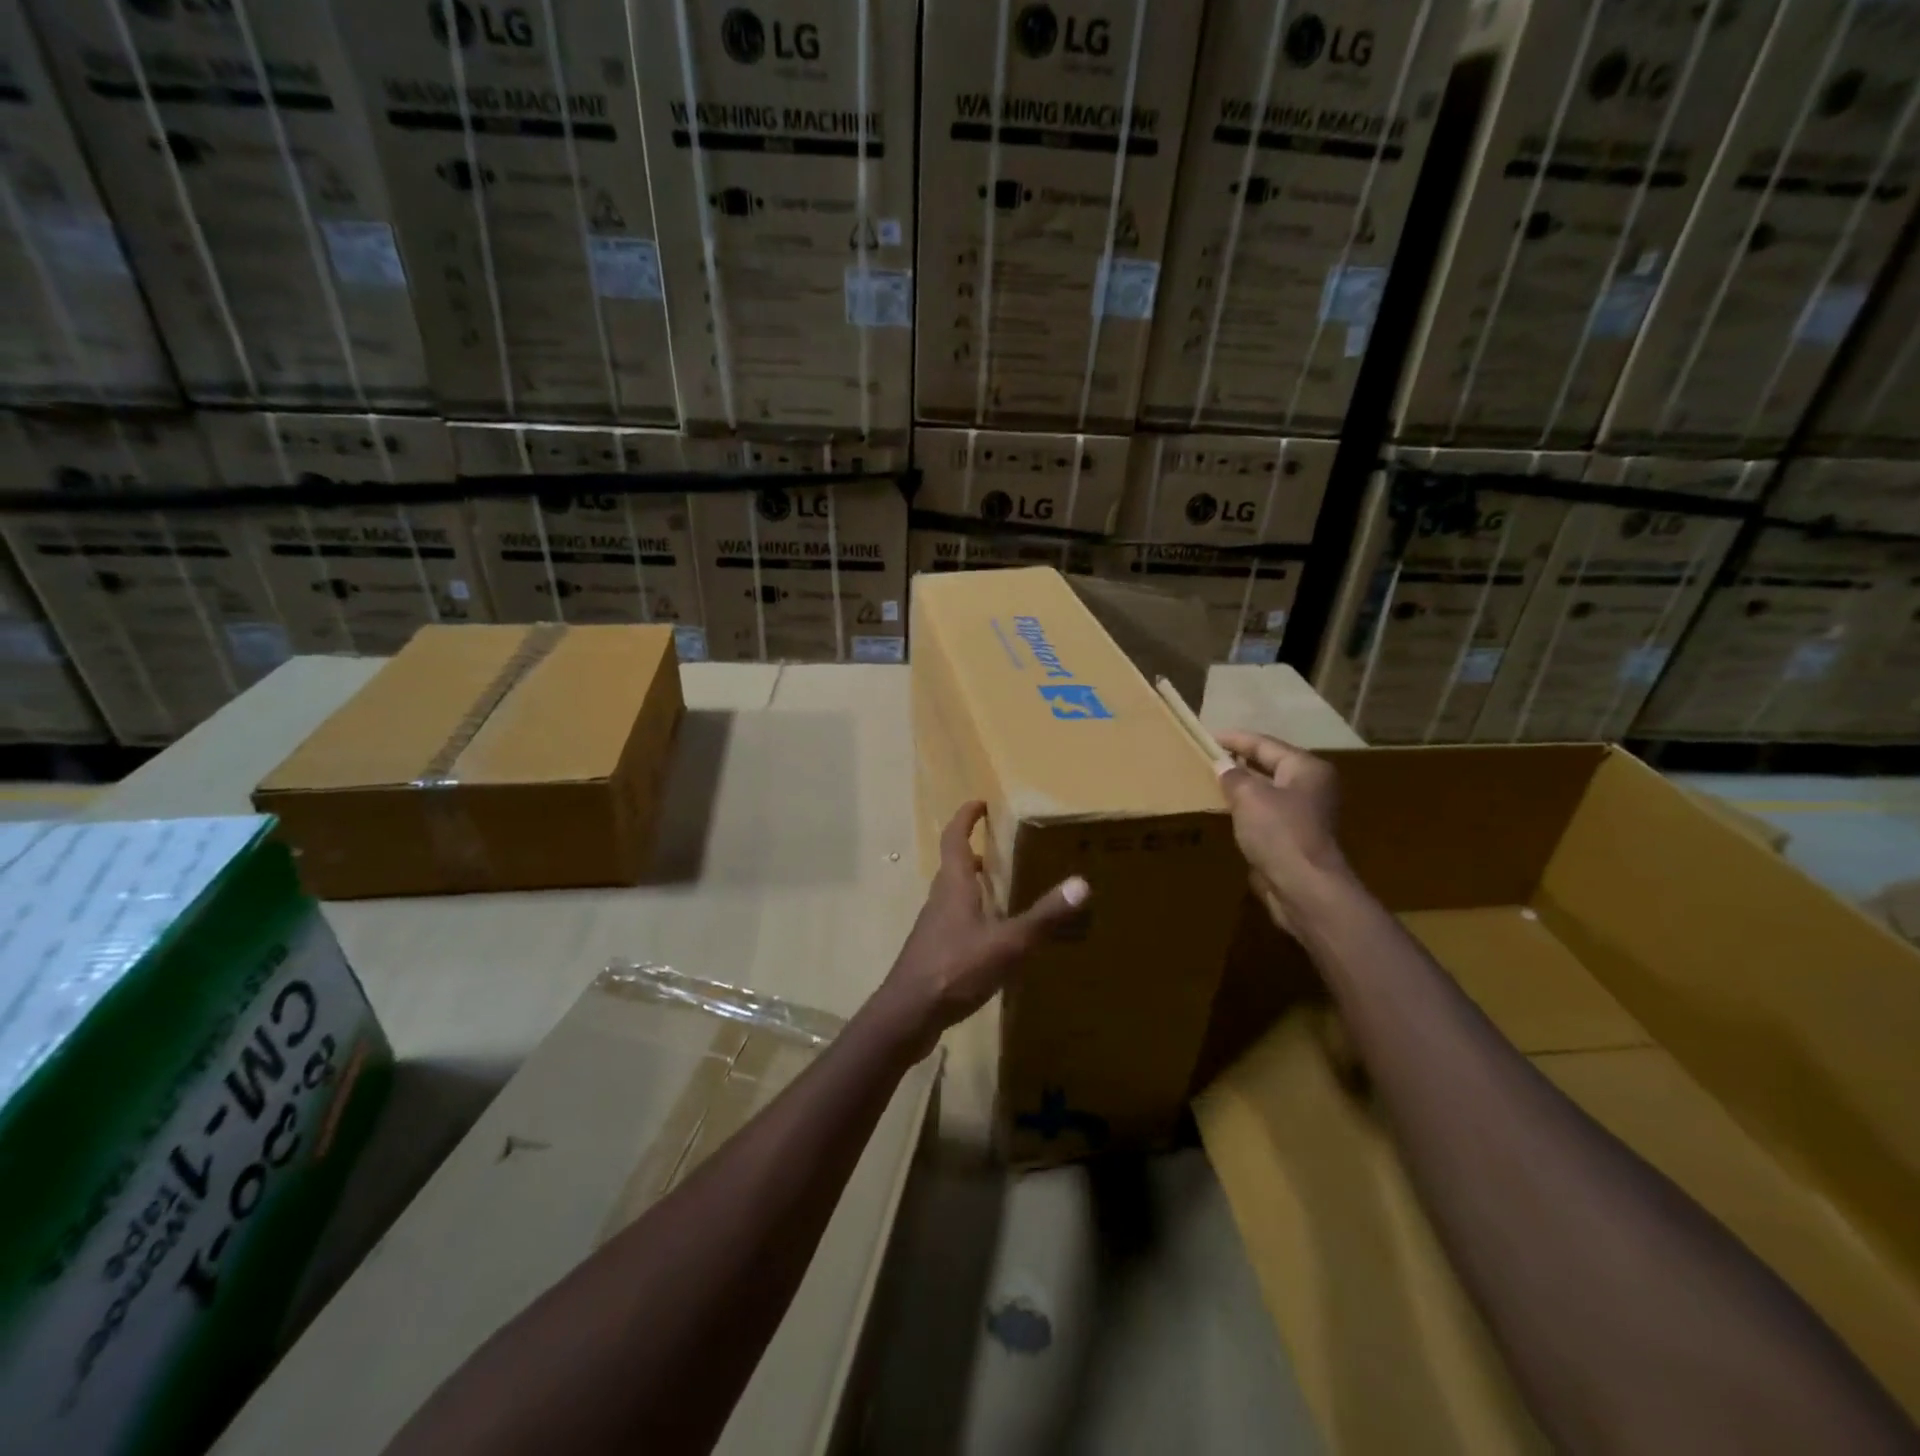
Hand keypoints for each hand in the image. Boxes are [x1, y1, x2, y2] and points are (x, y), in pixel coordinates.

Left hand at [874, 801, 1088, 1058]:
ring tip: (1000, 889)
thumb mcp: (1007, 943)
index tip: (979, 803)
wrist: (908, 1014)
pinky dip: (972, 915)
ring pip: (953, 895)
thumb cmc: (955, 969)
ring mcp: (933, 927)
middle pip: (953, 865)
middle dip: (973, 851)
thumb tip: (1081, 883)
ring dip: (972, 884)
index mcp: (954, 886)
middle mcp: (940, 899)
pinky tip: (991, 938)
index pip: (954, 839)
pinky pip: (954, 921)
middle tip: (998, 847)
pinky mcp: (932, 952)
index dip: (965, 818)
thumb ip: (1043, 916)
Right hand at [1215, 731, 1350, 926]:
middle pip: (1268, 765)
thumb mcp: (1249, 796)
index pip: (1264, 744)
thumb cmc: (1279, 832)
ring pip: (1266, 791)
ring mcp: (1304, 814)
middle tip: (1206, 757)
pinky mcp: (1293, 838)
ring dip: (1240, 787)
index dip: (1234, 739)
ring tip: (1209, 781)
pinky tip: (1223, 811)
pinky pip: (1264, 814)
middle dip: (1237, 762)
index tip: (1206, 736)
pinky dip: (1245, 810)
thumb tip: (1222, 767)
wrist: (1304, 887)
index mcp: (1306, 768)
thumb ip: (1232, 776)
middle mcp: (1310, 786)